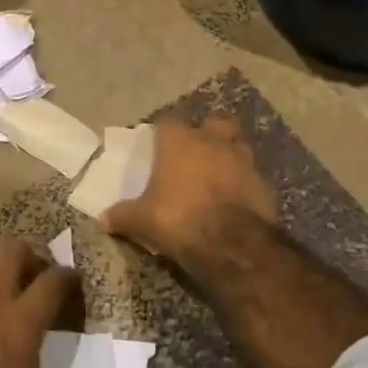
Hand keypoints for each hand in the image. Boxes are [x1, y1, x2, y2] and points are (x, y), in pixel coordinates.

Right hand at [101, 117, 276, 266]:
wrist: (232, 243)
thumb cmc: (179, 219)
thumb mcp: (143, 220)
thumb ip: (123, 215)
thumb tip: (102, 219)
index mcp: (180, 142)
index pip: (167, 123)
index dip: (162, 133)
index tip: (157, 146)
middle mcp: (213, 141)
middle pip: (212, 123)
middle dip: (206, 133)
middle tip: (196, 153)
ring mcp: (243, 159)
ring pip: (238, 144)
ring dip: (229, 154)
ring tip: (219, 173)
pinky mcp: (264, 182)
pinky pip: (252, 174)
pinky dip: (245, 182)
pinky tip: (237, 198)